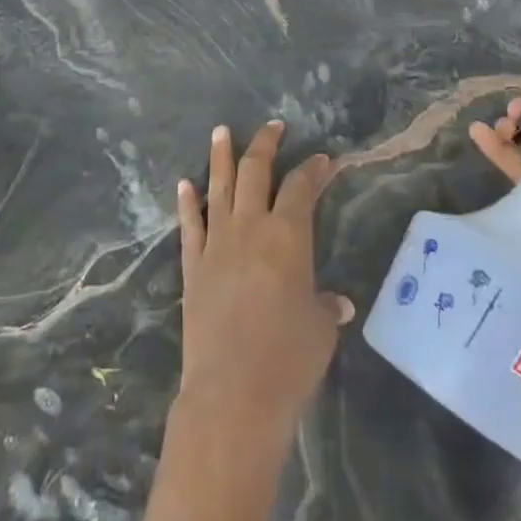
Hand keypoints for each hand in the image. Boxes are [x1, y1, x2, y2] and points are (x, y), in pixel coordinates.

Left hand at [174, 121, 352, 453]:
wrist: (232, 394)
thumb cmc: (288, 360)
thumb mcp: (320, 331)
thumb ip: (324, 307)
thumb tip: (335, 302)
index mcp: (288, 236)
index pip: (301, 188)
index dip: (313, 169)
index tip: (323, 159)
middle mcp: (250, 228)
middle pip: (255, 173)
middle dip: (264, 145)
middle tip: (272, 127)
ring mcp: (216, 244)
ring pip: (218, 187)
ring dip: (221, 157)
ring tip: (221, 131)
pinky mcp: (192, 265)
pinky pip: (189, 225)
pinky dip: (187, 201)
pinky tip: (185, 183)